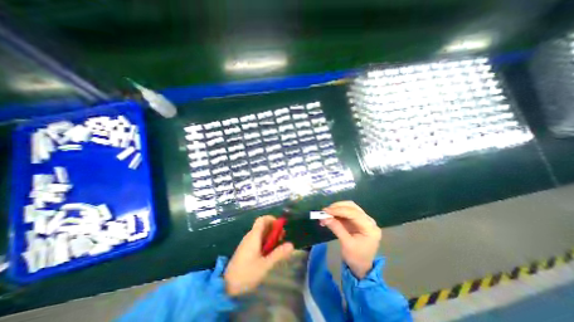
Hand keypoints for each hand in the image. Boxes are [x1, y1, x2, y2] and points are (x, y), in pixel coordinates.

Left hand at [224, 215, 293, 295]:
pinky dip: (265, 242)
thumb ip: (278, 254)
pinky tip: (268, 253)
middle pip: (262, 226)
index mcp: (254, 236)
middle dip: (274, 229)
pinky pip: (257, 240)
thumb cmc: (246, 274)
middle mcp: (250, 236)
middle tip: (282, 238)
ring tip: (277, 246)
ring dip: (270, 236)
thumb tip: (291, 245)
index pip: (262, 219)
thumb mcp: (265, 265)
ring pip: (260, 233)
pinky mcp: (245, 249)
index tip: (280, 227)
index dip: (272, 219)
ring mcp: (247, 243)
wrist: (226, 287)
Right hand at [322, 201, 379, 279]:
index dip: (339, 210)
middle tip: (325, 212)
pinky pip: (346, 212)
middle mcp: (368, 221)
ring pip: (348, 207)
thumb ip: (336, 228)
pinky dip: (336, 213)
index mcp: (370, 228)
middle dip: (337, 207)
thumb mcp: (346, 244)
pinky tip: (329, 216)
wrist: (361, 267)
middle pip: (352, 207)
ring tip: (325, 214)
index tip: (326, 211)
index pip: (354, 213)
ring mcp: (363, 219)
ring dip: (336, 209)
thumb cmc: (356, 258)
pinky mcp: (357, 220)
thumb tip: (324, 217)